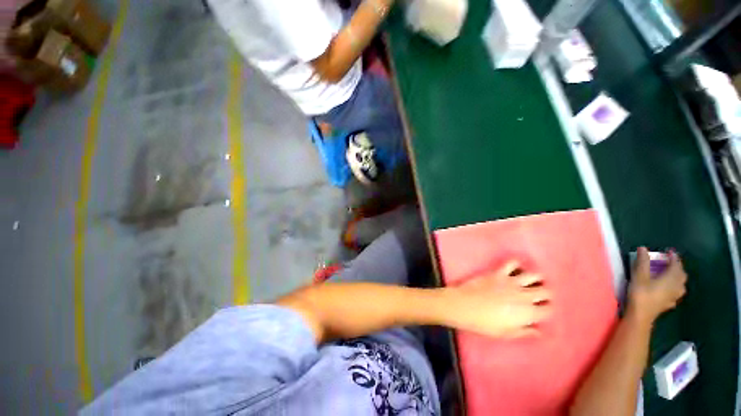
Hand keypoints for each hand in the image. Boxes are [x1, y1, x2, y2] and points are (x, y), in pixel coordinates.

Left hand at [443, 261, 551, 337]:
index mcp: (527, 313)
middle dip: (546, 293)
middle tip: (541, 295)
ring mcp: (511, 282)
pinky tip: (516, 268)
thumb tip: (538, 331)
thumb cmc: (484, 323)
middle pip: (545, 291)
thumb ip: (524, 331)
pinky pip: (512, 263)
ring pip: (534, 275)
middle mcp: (524, 295)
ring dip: (536, 278)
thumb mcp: (506, 333)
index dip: (548, 309)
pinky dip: (517, 264)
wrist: (464, 305)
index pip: (548, 309)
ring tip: (533, 281)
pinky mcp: (498, 272)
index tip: (544, 310)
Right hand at [627, 247, 687, 325]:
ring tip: (671, 275)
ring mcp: (674, 296)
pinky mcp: (669, 303)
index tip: (669, 251)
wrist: (641, 315)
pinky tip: (669, 290)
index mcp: (671, 278)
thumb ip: (643, 262)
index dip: (673, 257)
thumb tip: (643, 248)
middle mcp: (676, 286)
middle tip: (670, 262)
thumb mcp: (639, 276)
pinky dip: (674, 288)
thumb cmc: (641, 293)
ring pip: (681, 285)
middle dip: (677, 267)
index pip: (676, 265)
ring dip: (677, 278)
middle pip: (681, 275)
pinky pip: (676, 293)